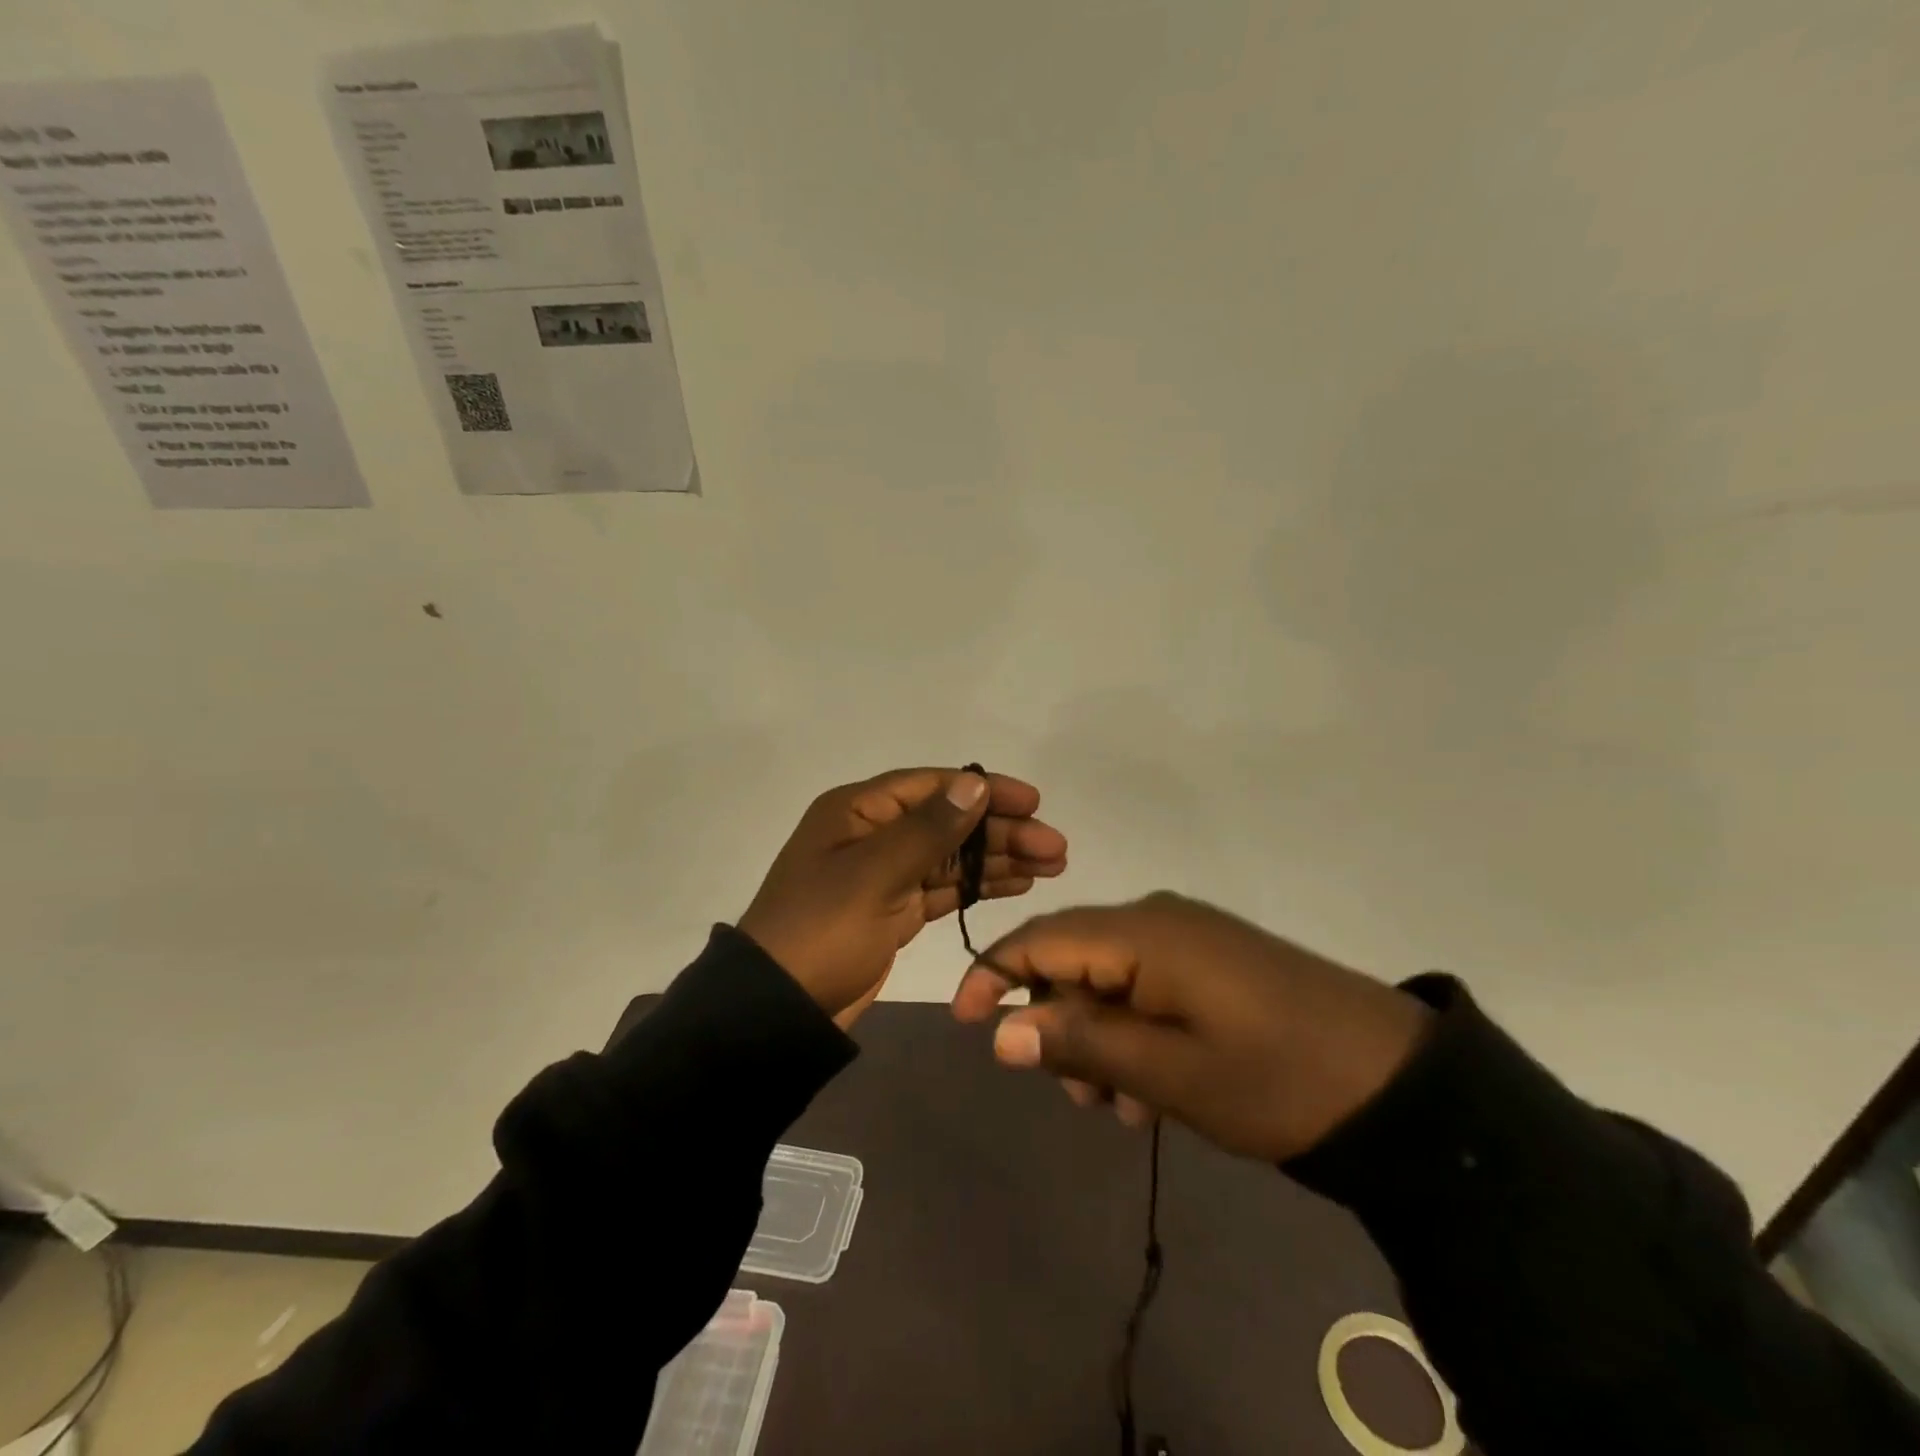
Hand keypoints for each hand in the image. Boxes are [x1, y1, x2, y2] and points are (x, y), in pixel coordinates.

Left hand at [739, 767, 1067, 1028]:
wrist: (779, 1010)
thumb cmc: (822, 930)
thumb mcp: (874, 874)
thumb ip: (929, 830)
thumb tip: (975, 783)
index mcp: (858, 811)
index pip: (932, 786)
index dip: (984, 790)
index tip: (1033, 802)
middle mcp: (873, 834)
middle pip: (948, 822)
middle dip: (1002, 831)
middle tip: (1056, 846)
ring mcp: (884, 874)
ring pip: (952, 857)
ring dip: (999, 858)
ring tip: (1052, 865)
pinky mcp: (894, 911)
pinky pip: (944, 889)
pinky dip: (979, 886)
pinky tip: (1018, 885)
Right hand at [950, 892, 1430, 1162]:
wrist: (1399, 1084)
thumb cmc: (1275, 1078)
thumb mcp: (1169, 1072)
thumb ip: (1080, 1043)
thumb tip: (1001, 1030)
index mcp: (1143, 932)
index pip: (1041, 939)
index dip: (992, 976)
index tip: (964, 1025)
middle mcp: (1158, 919)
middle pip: (1072, 958)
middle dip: (1056, 1023)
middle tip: (1078, 1096)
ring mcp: (1190, 937)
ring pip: (1108, 978)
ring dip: (1097, 1037)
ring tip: (1124, 1106)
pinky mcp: (1213, 961)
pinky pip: (1147, 985)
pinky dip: (1133, 1031)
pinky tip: (1156, 1085)